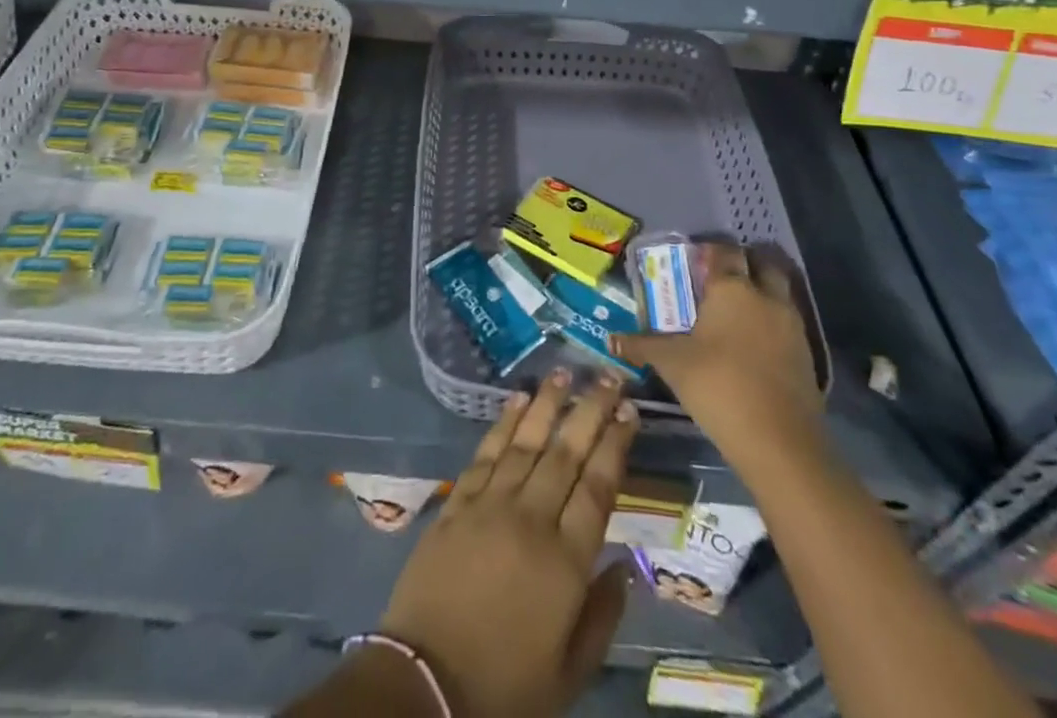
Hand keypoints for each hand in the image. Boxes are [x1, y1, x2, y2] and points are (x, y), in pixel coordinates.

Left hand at [378, 369, 638, 717]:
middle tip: (608, 376)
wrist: (426, 684)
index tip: (630, 412)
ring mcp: (490, 504)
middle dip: (590, 410)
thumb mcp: (570, 671)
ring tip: (566, 372)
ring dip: (548, 404)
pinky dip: (504, 422)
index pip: (598, 487)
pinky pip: (486, 452)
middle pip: (566, 452)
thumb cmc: (506, 685)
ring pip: (526, 441)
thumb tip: (626, 567)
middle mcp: (531, 519)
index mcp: (565, 561)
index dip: (615, 445)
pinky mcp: (458, 502)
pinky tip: (517, 399)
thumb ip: (602, 615)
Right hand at [615, 243, 821, 470]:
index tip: (693, 261)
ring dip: (761, 292)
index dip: (710, 251)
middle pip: (760, 263)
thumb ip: (642, 346)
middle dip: (743, 265)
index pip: (724, 251)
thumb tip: (611, 340)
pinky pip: (787, 323)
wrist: (779, 441)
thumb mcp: (672, 364)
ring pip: (778, 292)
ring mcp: (791, 325)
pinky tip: (753, 344)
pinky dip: (772, 323)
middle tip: (719, 280)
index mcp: (732, 289)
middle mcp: (766, 297)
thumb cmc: (718, 386)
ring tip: (735, 311)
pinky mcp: (807, 354)